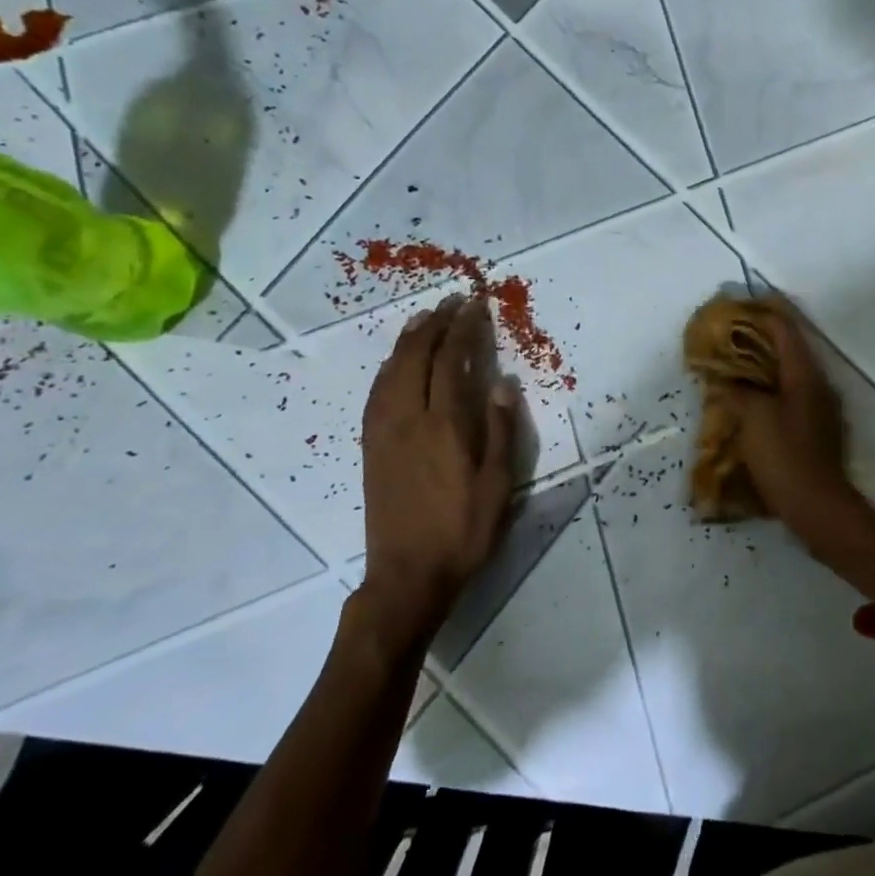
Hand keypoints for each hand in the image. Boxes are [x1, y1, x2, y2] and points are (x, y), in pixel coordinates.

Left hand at [360, 296, 517, 647]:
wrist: (407, 574)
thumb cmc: (464, 530)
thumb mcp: (499, 484)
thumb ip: (502, 430)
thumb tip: (503, 382)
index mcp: (445, 425)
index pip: (453, 361)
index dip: (464, 329)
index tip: (475, 305)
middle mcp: (409, 418)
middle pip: (417, 357)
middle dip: (436, 324)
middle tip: (453, 301)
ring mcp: (384, 431)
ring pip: (391, 370)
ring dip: (409, 338)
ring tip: (425, 318)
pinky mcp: (371, 445)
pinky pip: (377, 391)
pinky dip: (389, 365)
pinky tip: (397, 361)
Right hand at [726, 299, 857, 525]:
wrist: (817, 506)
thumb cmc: (785, 457)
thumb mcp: (753, 419)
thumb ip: (737, 392)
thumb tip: (724, 381)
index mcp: (805, 376)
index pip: (786, 331)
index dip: (764, 314)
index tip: (740, 305)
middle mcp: (819, 386)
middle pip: (790, 351)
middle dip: (761, 340)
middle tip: (732, 335)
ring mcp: (821, 410)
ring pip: (790, 376)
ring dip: (765, 367)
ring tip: (736, 366)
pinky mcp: (817, 431)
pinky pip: (791, 399)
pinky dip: (771, 391)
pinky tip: (751, 402)